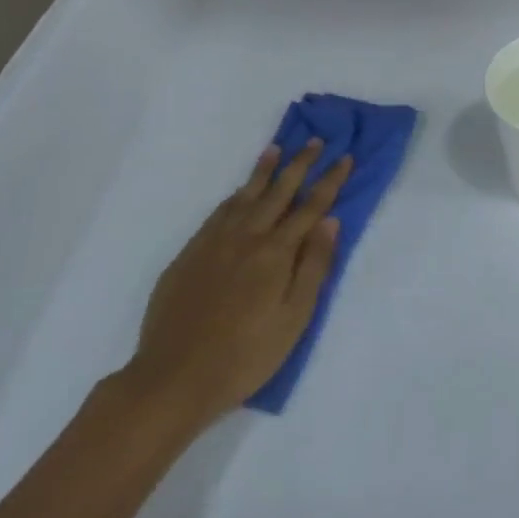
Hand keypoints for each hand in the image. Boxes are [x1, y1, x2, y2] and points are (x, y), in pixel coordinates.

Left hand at [123, 141, 350, 425]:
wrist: (174, 377)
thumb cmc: (245, 356)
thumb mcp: (293, 319)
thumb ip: (314, 267)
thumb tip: (330, 221)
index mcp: (275, 252)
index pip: (311, 207)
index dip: (330, 181)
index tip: (344, 157)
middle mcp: (246, 236)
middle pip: (279, 191)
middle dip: (300, 164)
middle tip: (314, 140)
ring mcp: (214, 242)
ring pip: (245, 195)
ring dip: (263, 171)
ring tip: (276, 149)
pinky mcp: (190, 253)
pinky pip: (219, 212)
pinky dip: (235, 195)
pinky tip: (239, 192)